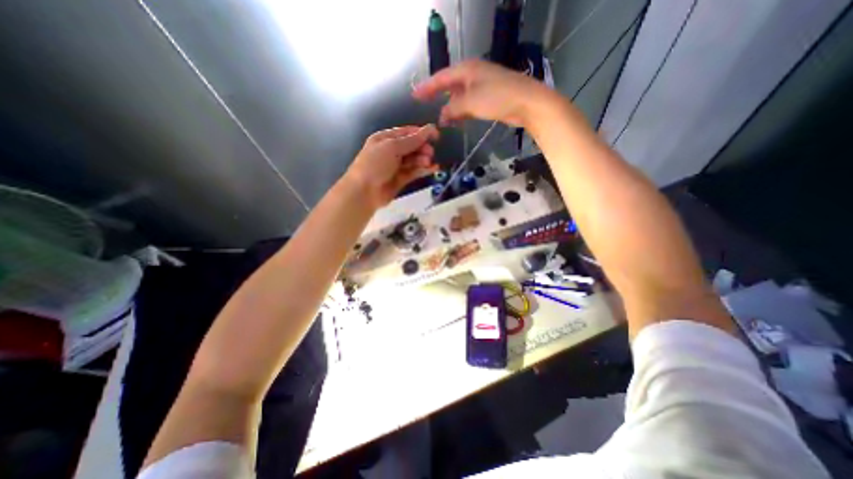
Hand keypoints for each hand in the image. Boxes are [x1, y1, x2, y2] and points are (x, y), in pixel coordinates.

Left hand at [347, 123, 439, 206]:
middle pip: (412, 146)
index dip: (421, 132)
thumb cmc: (375, 164)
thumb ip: (411, 140)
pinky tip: (433, 168)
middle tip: (430, 153)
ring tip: (428, 162)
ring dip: (423, 159)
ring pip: (414, 160)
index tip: (436, 135)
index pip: (406, 132)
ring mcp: (396, 166)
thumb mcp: (392, 147)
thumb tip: (428, 129)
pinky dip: (423, 170)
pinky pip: (414, 172)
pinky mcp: (401, 179)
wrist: (364, 191)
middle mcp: (391, 151)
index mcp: (385, 139)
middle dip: (422, 148)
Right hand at [411, 60, 553, 127]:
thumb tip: (442, 116)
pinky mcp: (488, 98)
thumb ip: (453, 108)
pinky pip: (469, 104)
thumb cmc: (497, 98)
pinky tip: (457, 120)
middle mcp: (472, 75)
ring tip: (441, 120)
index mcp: (466, 69)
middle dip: (437, 95)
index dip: (427, 87)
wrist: (527, 103)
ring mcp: (481, 86)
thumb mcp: (470, 102)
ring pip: (459, 96)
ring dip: (450, 107)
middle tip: (424, 104)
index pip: (441, 78)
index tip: (414, 96)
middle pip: (449, 85)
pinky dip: (461, 112)